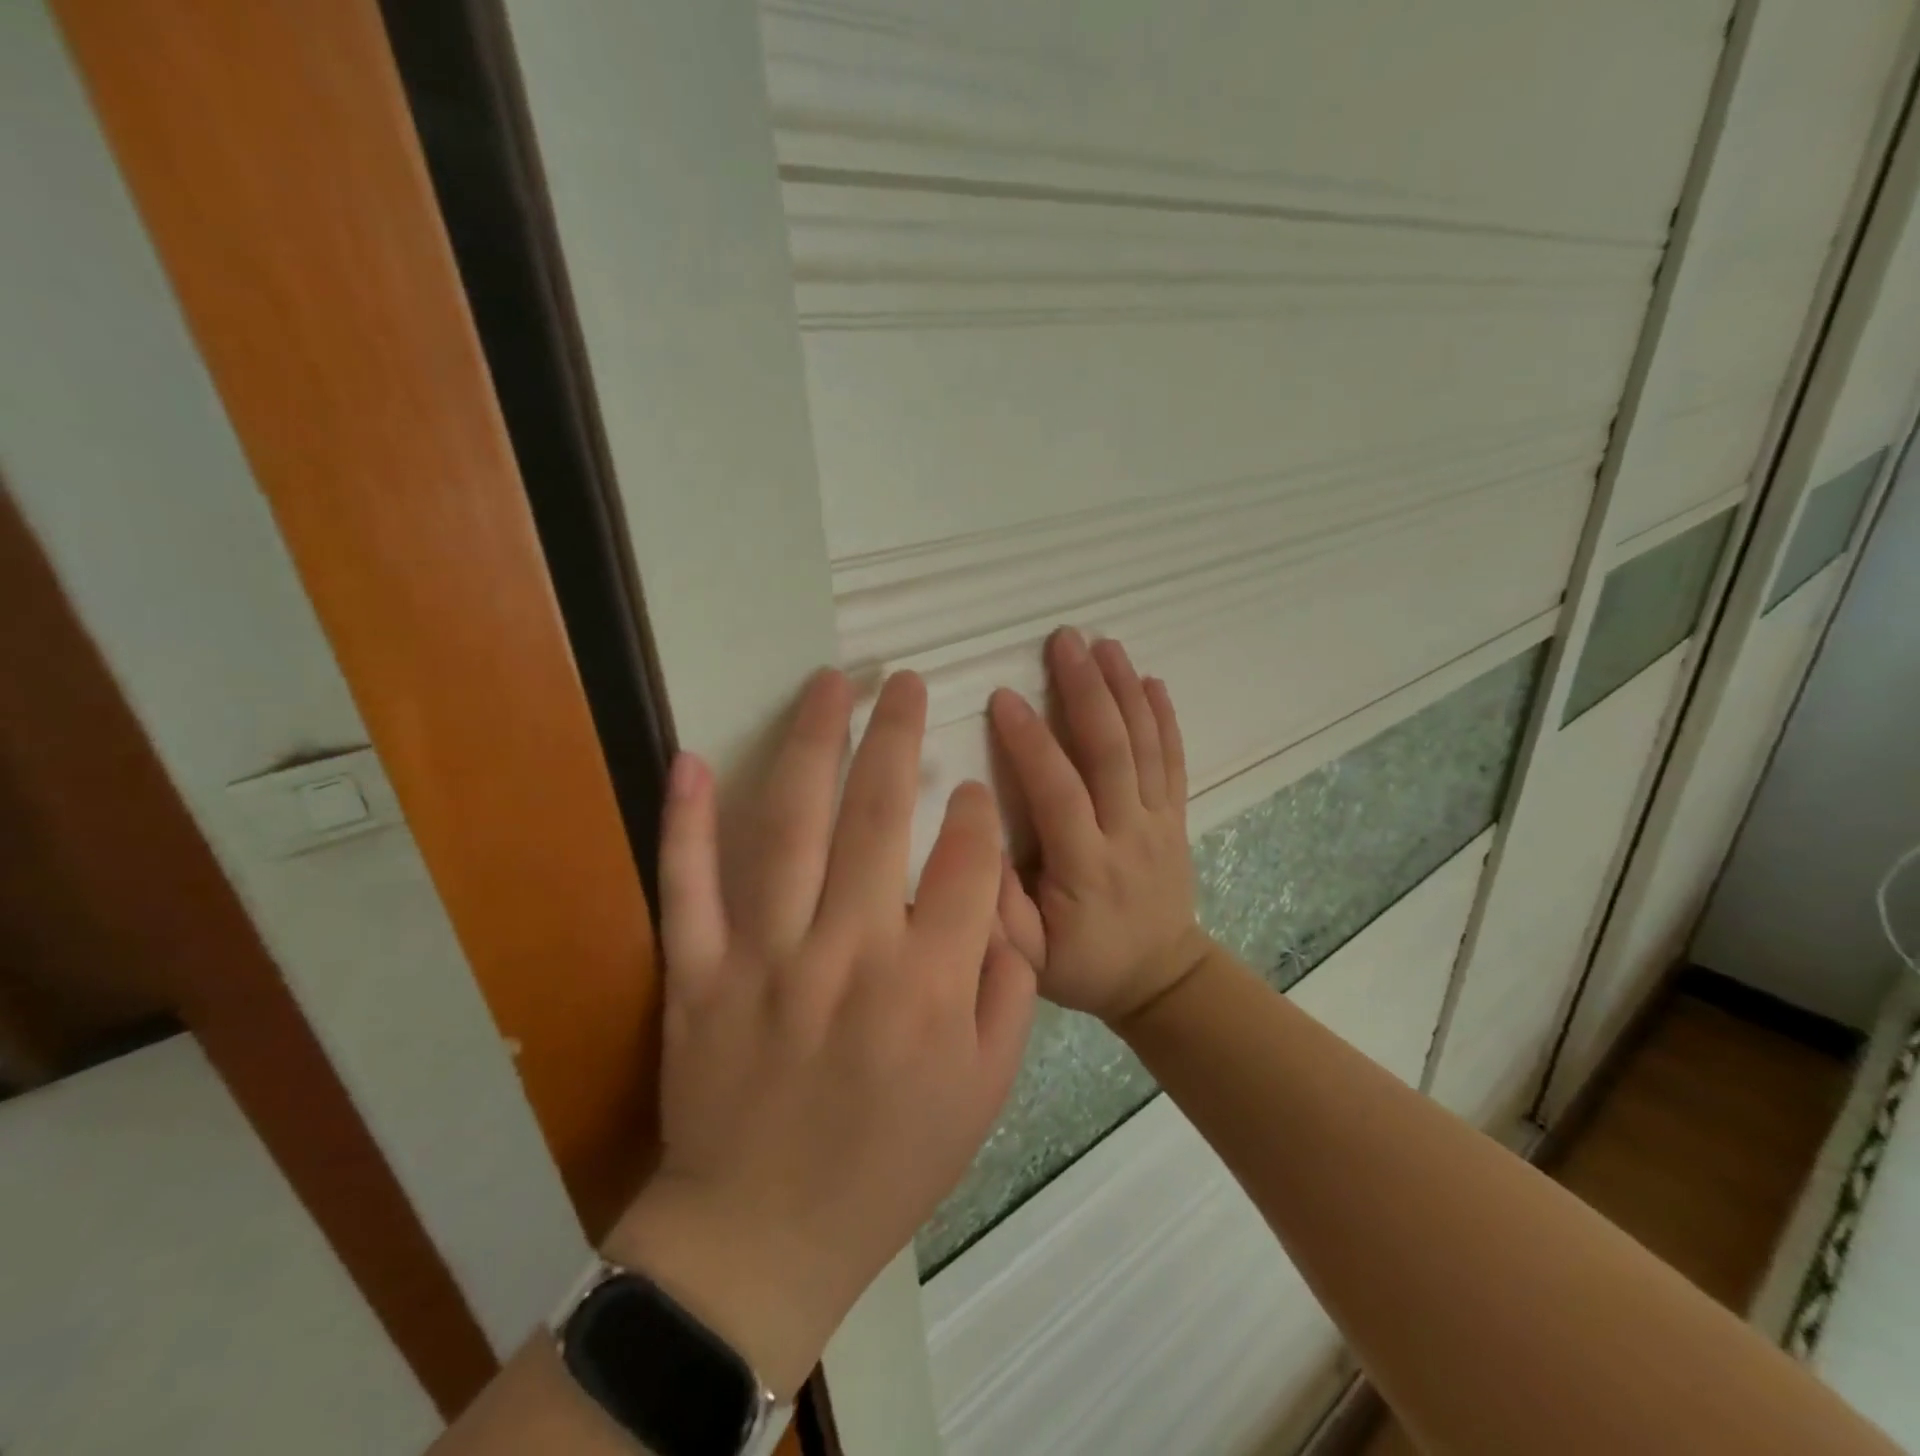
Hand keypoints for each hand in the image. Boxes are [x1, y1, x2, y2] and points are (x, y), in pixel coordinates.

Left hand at [607, 670, 1035, 1396]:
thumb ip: (1008, 986)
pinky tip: (692, 757)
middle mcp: (850, 952)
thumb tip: (1003, 899)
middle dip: (899, 736)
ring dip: (812, 743)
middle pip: (881, 816)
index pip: (968, 860)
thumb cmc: (892, 1161)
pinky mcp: (698, 974)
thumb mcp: (987, 1088)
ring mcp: (765, 957)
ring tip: (830, 684)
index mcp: (929, 983)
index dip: (976, 809)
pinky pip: (688, 884)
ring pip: (791, 826)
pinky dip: (685, 818)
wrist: (767, 1236)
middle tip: (906, 682)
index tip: (972, 784)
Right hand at [989, 628, 1212, 1024]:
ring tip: (1104, 644)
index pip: (1059, 792)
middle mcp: (1127, 834)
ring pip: (1145, 746)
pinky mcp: (1175, 817)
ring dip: (1124, 690)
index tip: (1004, 697)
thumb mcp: (1026, 960)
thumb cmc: (1083, 966)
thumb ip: (998, 909)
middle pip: (1110, 752)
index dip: (1032, 743)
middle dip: (1086, 690)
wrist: (1161, 979)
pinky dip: (1164, 718)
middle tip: (1063, 640)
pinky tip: (1151, 680)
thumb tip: (973, 842)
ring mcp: (1158, 822)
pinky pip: (1173, 761)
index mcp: (1085, 866)